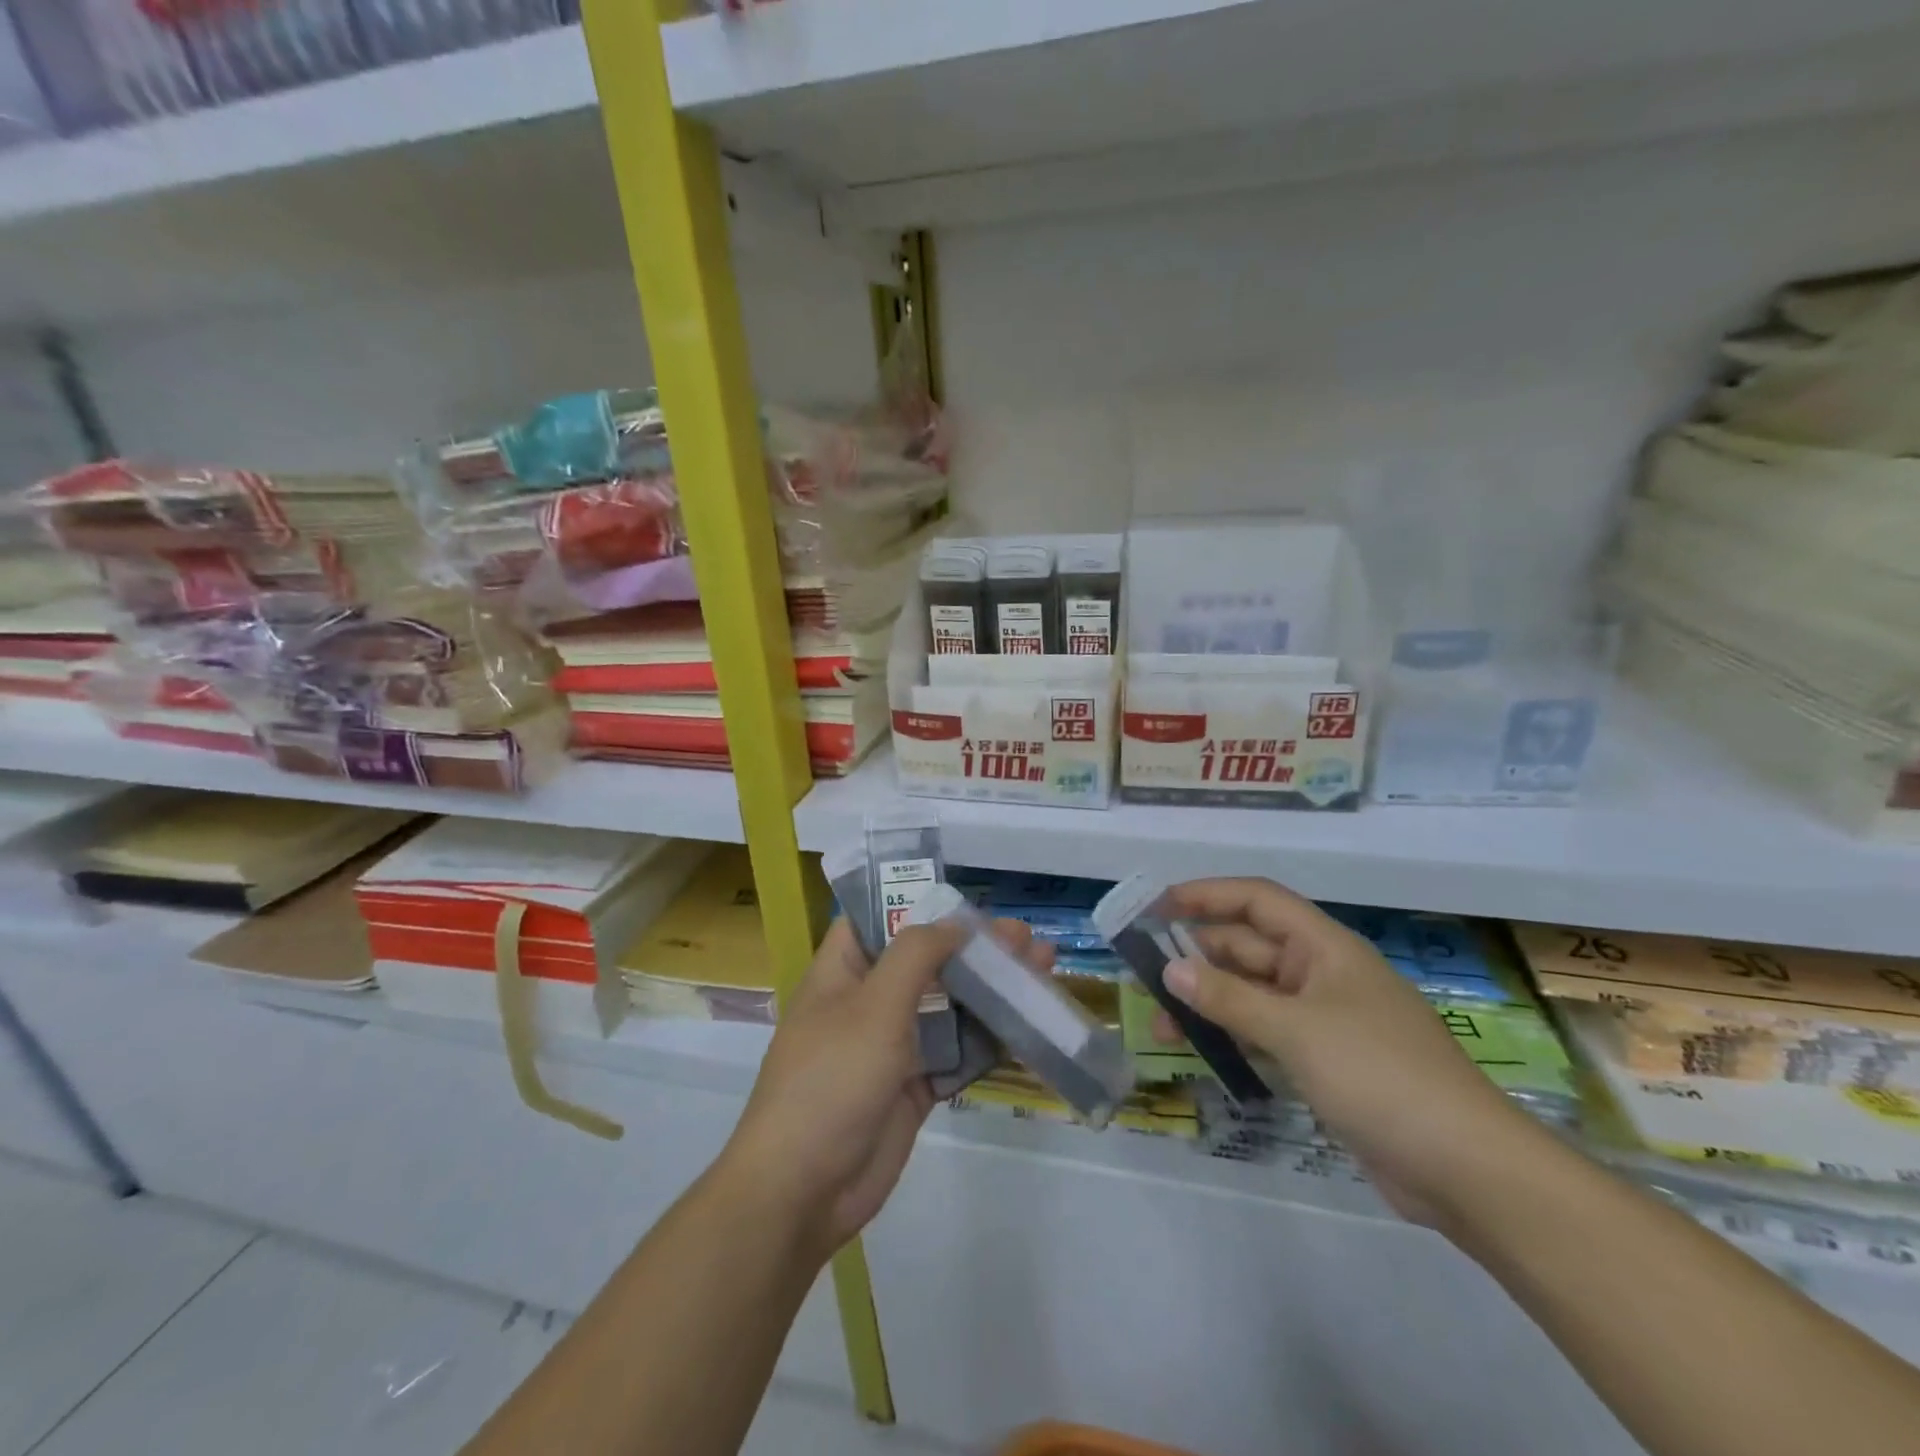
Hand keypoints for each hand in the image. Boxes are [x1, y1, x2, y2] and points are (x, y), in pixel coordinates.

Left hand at [722, 915, 1048, 1263]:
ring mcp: (892, 1047)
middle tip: (1024, 936)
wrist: (805, 1190)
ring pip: (948, 1006)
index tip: (966, 900)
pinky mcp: (914, 1086)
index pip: (876, 919)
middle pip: (925, 962)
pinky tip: (1027, 1023)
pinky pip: (956, 1053)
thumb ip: (916, 955)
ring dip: (990, 989)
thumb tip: (955, 922)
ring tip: (1040, 969)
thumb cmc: (833, 1079)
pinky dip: (988, 1038)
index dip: (917, 903)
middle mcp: (866, 1002)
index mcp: (842, 972)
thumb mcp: (873, 1005)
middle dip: (973, 947)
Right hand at [1158, 877, 1533, 1226]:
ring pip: (1254, 994)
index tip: (1157, 905)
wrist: (1467, 1168)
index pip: (1258, 900)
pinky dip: (1234, 1035)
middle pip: (1250, 948)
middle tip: (1144, 972)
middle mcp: (1323, 974)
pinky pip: (1268, 1033)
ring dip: (1210, 1000)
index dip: (1208, 895)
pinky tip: (1202, 1050)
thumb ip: (1229, 998)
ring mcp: (1326, 1020)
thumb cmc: (1379, 1075)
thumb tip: (1170, 969)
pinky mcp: (1328, 1062)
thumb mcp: (1295, 1030)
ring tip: (1161, 1022)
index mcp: (1325, 948)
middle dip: (1198, 955)